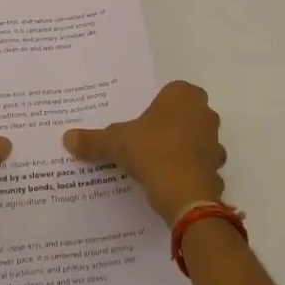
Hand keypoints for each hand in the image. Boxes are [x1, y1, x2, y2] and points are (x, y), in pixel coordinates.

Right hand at [63, 81, 227, 224]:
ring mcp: (215, 143)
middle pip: (186, 115)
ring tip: (157, 164)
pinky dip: (189, 174)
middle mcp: (204, 114)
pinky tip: (171, 184)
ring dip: (183, 150)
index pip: (172, 91)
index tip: (142, 119)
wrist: (183, 193)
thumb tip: (67, 138)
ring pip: (197, 141)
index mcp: (183, 96)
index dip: (158, 105)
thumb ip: (93, 140)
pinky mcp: (217, 170)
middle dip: (171, 125)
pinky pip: (201, 168)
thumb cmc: (151, 151)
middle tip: (146, 139)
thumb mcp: (115, 142)